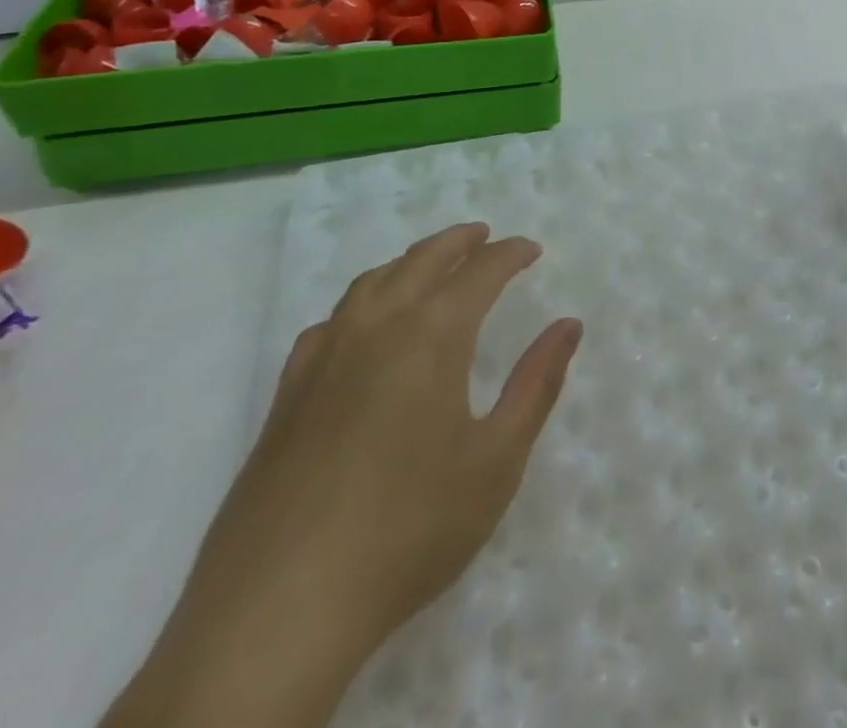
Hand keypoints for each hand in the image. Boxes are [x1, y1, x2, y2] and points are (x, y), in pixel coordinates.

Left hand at [106, 224, 581, 727]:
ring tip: (431, 266)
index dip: (510, 254)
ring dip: (409, 262)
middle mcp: (376, 327)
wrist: (278, 611)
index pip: (480, 271)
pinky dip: (361, 303)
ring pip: (372, 282)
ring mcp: (323, 358)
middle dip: (459, 241)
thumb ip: (537, 384)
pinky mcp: (286, 396)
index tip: (531, 250)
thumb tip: (569, 325)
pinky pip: (330, 321)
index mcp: (432, 335)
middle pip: (421, 260)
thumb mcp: (496, 460)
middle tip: (485, 236)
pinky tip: (361, 328)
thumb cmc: (408, 528)